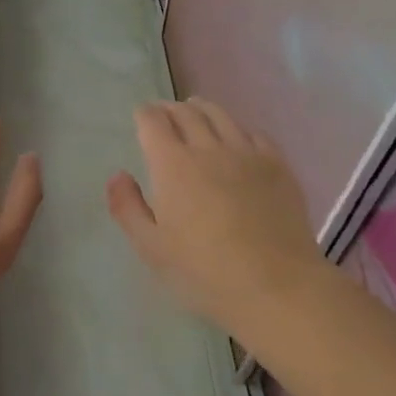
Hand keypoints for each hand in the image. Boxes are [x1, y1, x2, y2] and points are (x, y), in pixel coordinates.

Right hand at [106, 98, 321, 334]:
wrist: (276, 286)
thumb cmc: (204, 272)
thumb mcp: (151, 248)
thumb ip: (128, 207)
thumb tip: (118, 175)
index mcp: (173, 164)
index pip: (153, 121)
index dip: (144, 115)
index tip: (141, 118)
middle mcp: (209, 148)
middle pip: (186, 113)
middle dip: (170, 109)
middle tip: (164, 114)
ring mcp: (247, 153)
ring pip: (221, 115)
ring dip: (202, 109)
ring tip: (196, 112)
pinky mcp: (277, 164)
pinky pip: (253, 132)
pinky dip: (237, 128)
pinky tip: (236, 139)